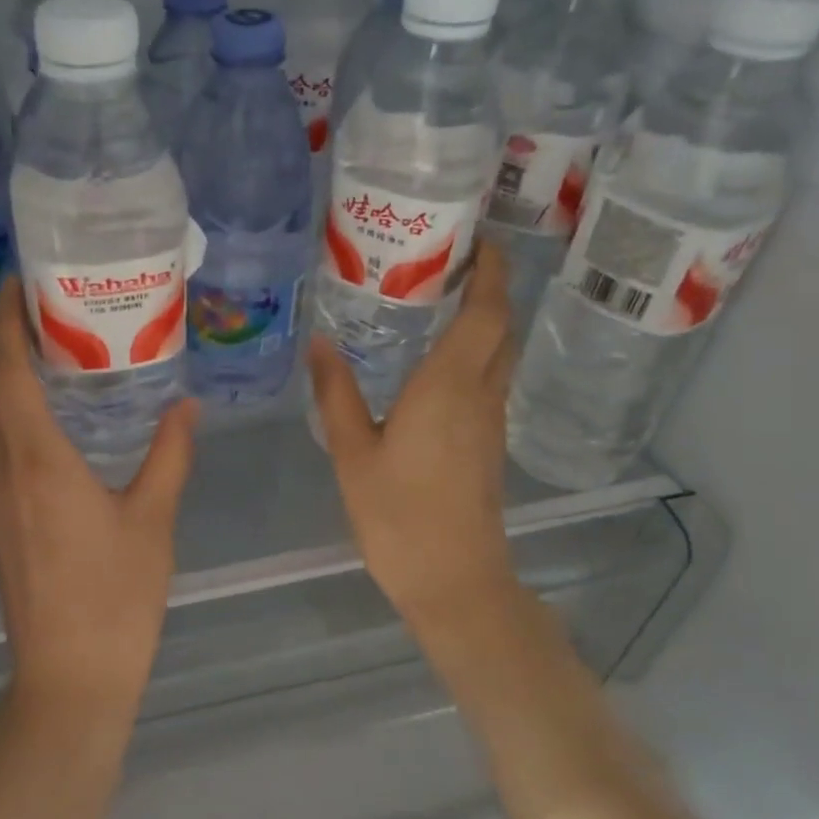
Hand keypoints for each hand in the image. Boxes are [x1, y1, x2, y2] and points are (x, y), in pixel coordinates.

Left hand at [0, 279, 197, 722]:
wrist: (68, 677)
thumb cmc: (115, 598)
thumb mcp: (153, 521)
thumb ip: (169, 456)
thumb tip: (186, 406)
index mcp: (39, 462)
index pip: (6, 374)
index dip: (4, 324)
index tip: (16, 284)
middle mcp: (3, 471)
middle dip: (1, 340)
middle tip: (37, 305)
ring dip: (2, 377)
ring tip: (43, 347)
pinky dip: (9, 413)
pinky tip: (44, 415)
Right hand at [309, 239, 516, 640]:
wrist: (454, 580)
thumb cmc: (398, 515)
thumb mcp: (353, 453)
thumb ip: (336, 394)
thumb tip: (319, 343)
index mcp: (450, 386)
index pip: (486, 311)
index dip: (489, 270)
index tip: (475, 238)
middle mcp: (481, 394)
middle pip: (500, 327)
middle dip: (487, 288)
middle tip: (448, 262)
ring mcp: (491, 421)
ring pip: (498, 354)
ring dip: (482, 321)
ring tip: (438, 301)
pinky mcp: (488, 444)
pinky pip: (488, 381)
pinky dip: (473, 355)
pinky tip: (436, 363)